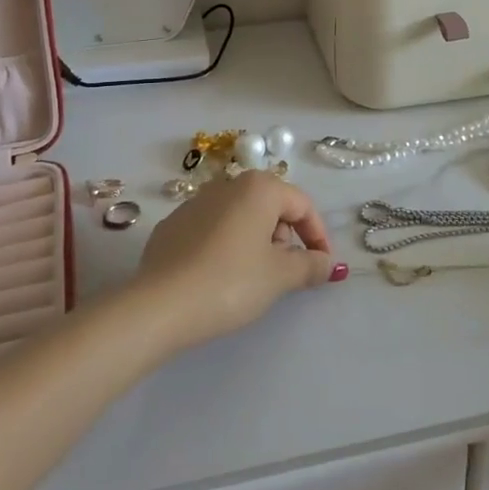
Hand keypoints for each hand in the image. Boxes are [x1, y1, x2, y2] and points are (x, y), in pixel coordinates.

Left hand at [132, 172, 344, 353]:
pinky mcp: (173, 225)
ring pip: (240, 217)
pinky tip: (219, 278)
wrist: (160, 305)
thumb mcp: (280, 276)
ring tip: (253, 279)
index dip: (318, 235)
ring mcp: (195, 202)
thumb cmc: (231, 282)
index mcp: (258, 188)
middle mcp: (227, 184)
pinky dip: (225, 247)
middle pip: (270, 206)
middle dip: (284, 238)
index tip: (322, 266)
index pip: (302, 204)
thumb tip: (328, 263)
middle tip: (285, 274)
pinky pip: (212, 230)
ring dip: (255, 242)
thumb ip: (310, 265)